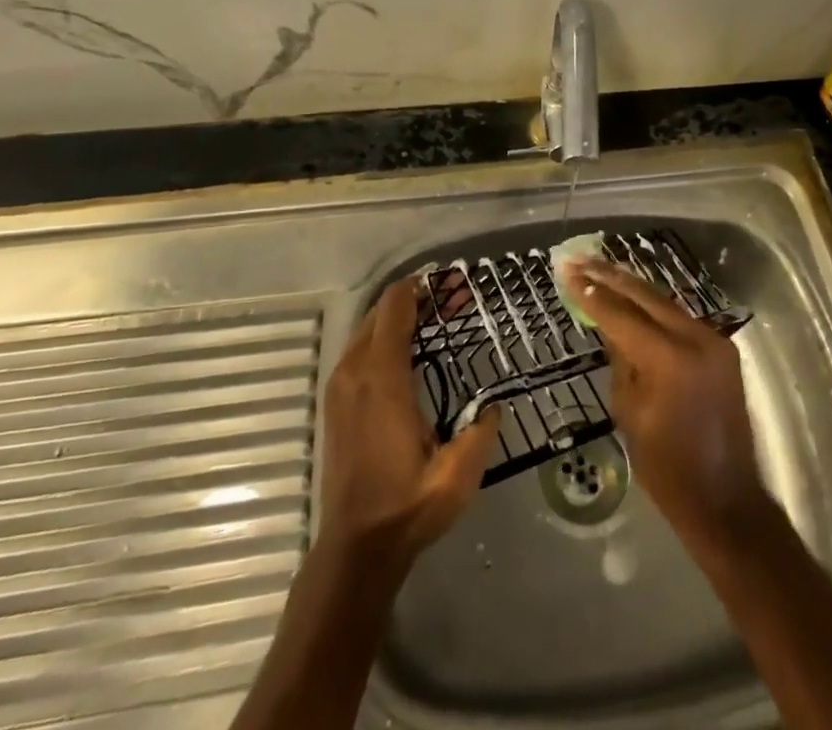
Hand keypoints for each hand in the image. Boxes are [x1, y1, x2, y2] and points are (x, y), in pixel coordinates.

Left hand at [319, 279, 498, 569]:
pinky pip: (359, 350)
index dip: (420, 286)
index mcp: (382, 379)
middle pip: (379, 311)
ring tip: (436, 322)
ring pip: (366, 329)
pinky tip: (410, 354)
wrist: (355, 548)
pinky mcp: (336, 403)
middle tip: (453, 302)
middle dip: (415, 299)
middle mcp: (355, 372)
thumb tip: (495, 404)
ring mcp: (340, 387)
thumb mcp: (457, 474)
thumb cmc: (407, 506)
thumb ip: (480, 431)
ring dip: (398, 318)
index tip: (450, 282)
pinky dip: (383, 338)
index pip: (394, 308)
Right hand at [563, 258, 768, 550]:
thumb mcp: (629, 412)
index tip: (568, 271)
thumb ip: (619, 360)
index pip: (622, 315)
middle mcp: (696, 338)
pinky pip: (680, 319)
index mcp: (670, 359)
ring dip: (632, 288)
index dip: (592, 293)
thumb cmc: (667, 468)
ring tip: (601, 268)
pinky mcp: (722, 349)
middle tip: (580, 259)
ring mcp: (714, 341)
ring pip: (665, 303)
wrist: (725, 499)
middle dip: (611, 277)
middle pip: (646, 297)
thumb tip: (609, 325)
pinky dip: (654, 309)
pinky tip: (632, 297)